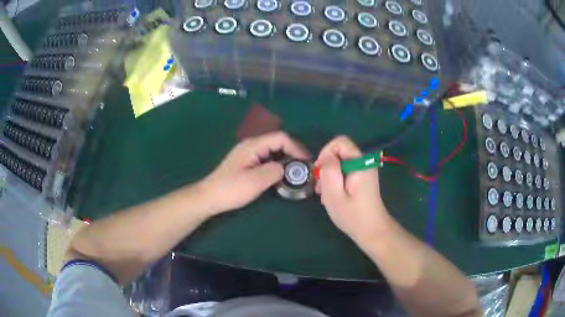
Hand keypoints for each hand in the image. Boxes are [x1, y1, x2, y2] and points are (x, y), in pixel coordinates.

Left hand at [199, 132, 308, 214]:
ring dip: (286, 159)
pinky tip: (281, 175)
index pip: (281, 138)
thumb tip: (286, 168)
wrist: (209, 197)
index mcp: (253, 145)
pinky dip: (277, 164)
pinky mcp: (247, 163)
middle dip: (293, 153)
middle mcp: (251, 145)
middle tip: (304, 168)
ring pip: (273, 151)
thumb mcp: (255, 181)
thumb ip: (275, 171)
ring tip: (296, 172)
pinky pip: (267, 159)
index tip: (306, 162)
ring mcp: (248, 154)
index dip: (296, 148)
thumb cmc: (231, 189)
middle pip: (278, 142)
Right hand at [315, 136, 389, 245]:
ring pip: (340, 162)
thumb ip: (329, 171)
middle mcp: (364, 162)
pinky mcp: (362, 178)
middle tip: (321, 188)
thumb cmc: (352, 215)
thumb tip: (326, 157)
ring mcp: (364, 170)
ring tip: (325, 195)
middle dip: (326, 167)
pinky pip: (345, 171)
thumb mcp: (334, 194)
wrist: (372, 230)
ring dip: (329, 176)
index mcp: (360, 163)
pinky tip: (333, 195)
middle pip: (339, 152)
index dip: (326, 153)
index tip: (320, 172)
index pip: (340, 142)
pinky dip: (336, 180)